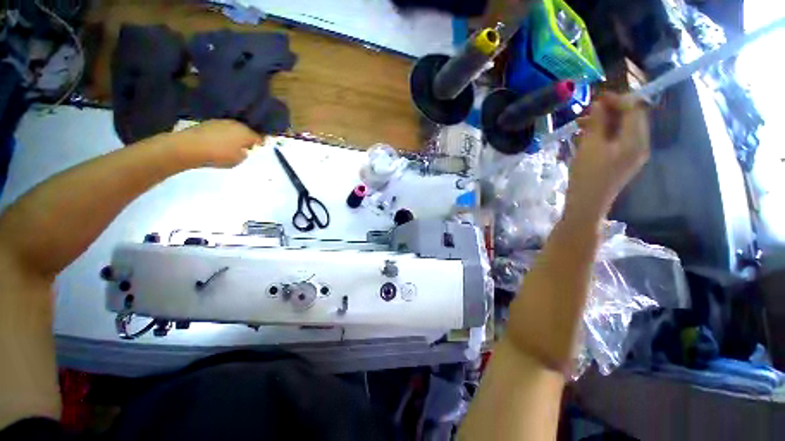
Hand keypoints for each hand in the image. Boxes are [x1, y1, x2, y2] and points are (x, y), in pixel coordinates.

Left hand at [174, 120, 263, 167]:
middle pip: (247, 130)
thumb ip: (245, 154)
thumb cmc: (220, 155)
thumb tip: (245, 149)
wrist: (190, 147)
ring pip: (234, 129)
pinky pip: (223, 129)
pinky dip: (224, 134)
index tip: (260, 148)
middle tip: (247, 148)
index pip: (259, 137)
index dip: (261, 143)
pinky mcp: (210, 123)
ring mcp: (222, 122)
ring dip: (235, 135)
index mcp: (246, 133)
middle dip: (248, 138)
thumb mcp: (239, 160)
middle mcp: (236, 124)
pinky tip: (221, 142)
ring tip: (233, 145)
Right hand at [565, 93, 649, 220]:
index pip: (634, 109)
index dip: (617, 99)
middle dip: (609, 112)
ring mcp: (631, 155)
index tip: (597, 97)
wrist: (586, 205)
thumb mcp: (590, 146)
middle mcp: (639, 145)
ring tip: (580, 125)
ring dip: (603, 123)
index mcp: (636, 140)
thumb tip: (600, 103)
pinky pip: (615, 141)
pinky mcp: (621, 162)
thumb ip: (598, 122)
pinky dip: (602, 135)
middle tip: (586, 112)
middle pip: (629, 119)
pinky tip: (585, 138)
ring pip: (621, 130)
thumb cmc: (588, 176)